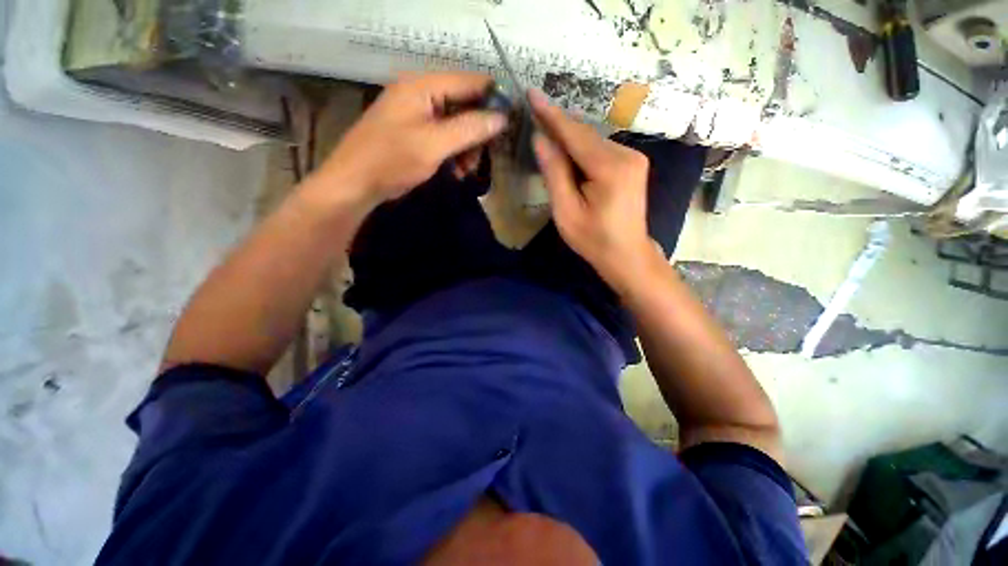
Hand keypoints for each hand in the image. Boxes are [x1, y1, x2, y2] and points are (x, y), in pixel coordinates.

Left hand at [316, 73, 508, 205]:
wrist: (356, 183)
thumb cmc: (392, 160)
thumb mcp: (434, 144)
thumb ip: (469, 129)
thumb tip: (502, 118)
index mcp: (423, 85)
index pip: (469, 81)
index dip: (493, 99)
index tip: (510, 123)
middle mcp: (421, 94)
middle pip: (464, 104)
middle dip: (478, 131)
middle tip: (483, 155)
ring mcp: (418, 114)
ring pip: (457, 124)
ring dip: (467, 147)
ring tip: (466, 169)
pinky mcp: (416, 133)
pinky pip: (445, 137)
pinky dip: (455, 153)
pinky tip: (457, 170)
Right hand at [529, 90, 657, 292]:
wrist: (627, 254)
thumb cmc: (593, 240)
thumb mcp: (566, 212)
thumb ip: (555, 174)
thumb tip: (541, 140)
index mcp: (610, 168)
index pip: (575, 134)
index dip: (551, 114)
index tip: (532, 92)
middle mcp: (626, 154)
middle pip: (584, 135)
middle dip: (558, 125)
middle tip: (533, 113)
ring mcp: (633, 157)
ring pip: (592, 140)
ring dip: (568, 138)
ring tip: (545, 133)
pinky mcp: (632, 163)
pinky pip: (600, 149)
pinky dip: (581, 149)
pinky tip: (567, 153)